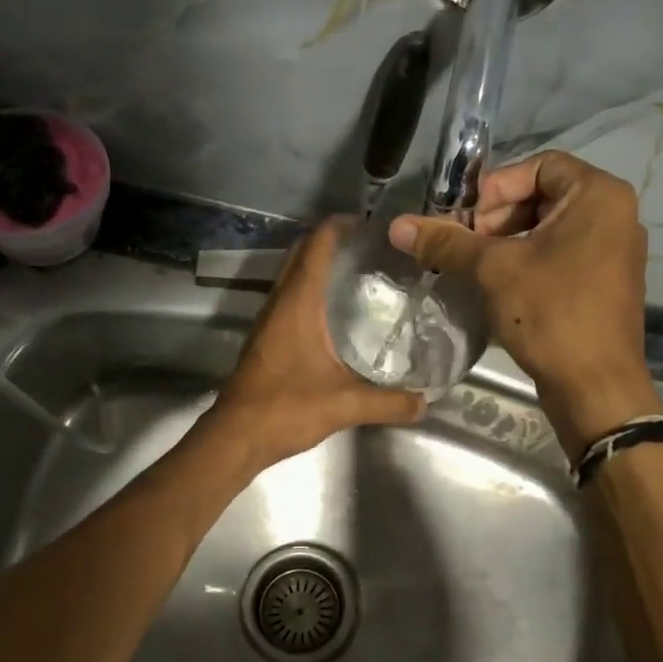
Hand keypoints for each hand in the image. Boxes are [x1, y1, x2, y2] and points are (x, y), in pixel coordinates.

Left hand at [206, 218, 425, 469]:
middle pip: (302, 253)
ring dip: (318, 264)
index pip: (317, 245)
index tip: (371, 225)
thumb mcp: (346, 405)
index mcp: (298, 303)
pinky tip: (335, 312)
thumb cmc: (287, 409)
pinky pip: (289, 297)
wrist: (236, 436)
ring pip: (292, 274)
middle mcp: (280, 302)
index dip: (340, 226)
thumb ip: (389, 403)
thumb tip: (426, 402)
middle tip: (370, 248)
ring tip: (359, 273)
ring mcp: (268, 319)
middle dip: (331, 240)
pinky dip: (310, 289)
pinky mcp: (266, 338)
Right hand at [389, 152, 659, 457]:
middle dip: (496, 218)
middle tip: (465, 247)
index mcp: (599, 196)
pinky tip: (497, 289)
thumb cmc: (552, 314)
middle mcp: (614, 215)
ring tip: (474, 269)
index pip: (539, 165)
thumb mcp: (494, 271)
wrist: (596, 387)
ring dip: (506, 243)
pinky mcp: (603, 284)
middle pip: (542, 196)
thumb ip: (447, 242)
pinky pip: (559, 256)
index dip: (495, 188)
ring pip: (548, 230)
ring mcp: (613, 252)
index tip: (466, 222)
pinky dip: (526, 263)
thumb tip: (398, 226)